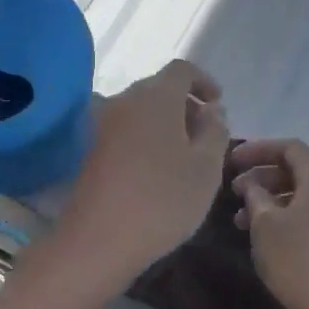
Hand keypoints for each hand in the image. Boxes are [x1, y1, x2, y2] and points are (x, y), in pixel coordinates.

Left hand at [56, 61, 229, 294]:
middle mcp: (124, 99)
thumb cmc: (162, 200)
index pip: (182, 69)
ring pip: (141, 109)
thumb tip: (211, 111)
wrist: (98, 239)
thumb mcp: (206, 168)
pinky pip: (125, 128)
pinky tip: (156, 169)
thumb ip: (214, 131)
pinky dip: (145, 136)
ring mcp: (102, 122)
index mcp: (156, 96)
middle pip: (159, 87)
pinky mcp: (90, 147)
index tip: (218, 104)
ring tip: (184, 155)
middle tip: (206, 135)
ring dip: (164, 122)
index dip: (204, 81)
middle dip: (185, 104)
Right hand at [230, 138, 308, 308]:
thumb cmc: (300, 261)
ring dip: (270, 201)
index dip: (258, 150)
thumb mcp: (266, 225)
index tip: (232, 161)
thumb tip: (252, 184)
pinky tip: (265, 240)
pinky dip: (285, 219)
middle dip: (261, 177)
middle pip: (296, 170)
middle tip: (233, 192)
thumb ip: (255, 196)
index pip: (289, 147)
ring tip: (241, 222)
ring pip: (301, 196)